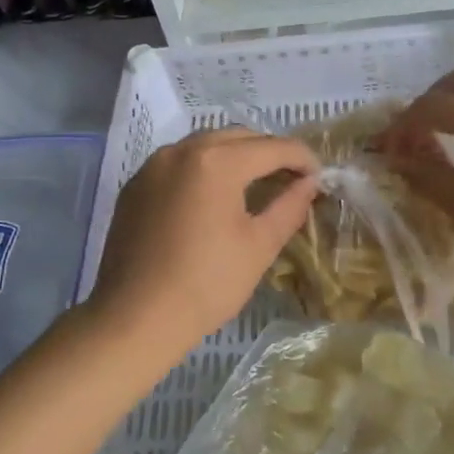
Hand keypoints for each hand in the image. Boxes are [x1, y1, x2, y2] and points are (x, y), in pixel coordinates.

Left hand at [85, 127, 319, 362]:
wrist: (135, 317)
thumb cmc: (207, 283)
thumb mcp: (259, 246)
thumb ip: (289, 206)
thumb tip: (309, 183)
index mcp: (216, 161)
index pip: (272, 147)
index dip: (302, 158)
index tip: (318, 177)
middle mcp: (181, 150)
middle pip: (237, 137)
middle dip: (268, 152)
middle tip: (290, 180)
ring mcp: (153, 166)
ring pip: (204, 145)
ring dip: (234, 156)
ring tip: (254, 185)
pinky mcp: (135, 185)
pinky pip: (178, 163)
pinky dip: (203, 169)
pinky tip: (212, 197)